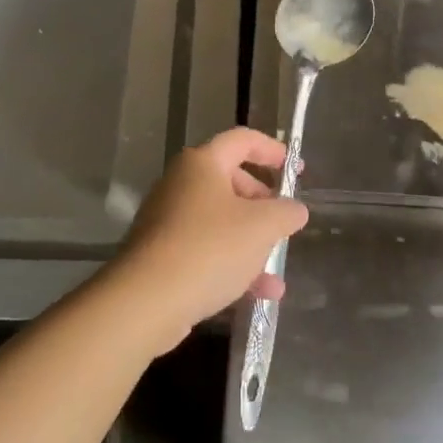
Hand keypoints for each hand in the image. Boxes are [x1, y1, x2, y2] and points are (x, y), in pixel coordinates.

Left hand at [104, 128, 308, 353]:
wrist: (146, 302)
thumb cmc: (209, 248)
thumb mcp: (261, 227)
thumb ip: (285, 212)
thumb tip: (296, 209)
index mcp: (202, 164)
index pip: (242, 140)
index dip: (271, 150)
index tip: (294, 168)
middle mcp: (181, 184)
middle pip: (230, 181)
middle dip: (262, 202)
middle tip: (283, 221)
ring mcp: (168, 221)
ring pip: (220, 222)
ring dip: (251, 242)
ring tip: (277, 268)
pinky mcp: (162, 256)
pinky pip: (206, 251)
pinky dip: (233, 265)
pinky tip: (261, 294)